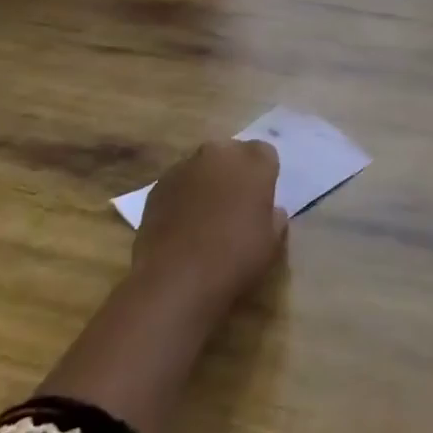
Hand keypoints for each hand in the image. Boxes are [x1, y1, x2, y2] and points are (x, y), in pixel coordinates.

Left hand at [134, 139, 288, 312]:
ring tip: (206, 216)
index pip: (265, 153)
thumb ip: (275, 218)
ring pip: (202, 167)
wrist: (176, 279)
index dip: (265, 174)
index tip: (262, 198)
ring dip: (207, 182)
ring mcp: (184, 167)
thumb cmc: (235, 258)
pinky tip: (183, 225)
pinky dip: (183, 196)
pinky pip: (178, 184)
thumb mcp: (273, 244)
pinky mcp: (157, 186)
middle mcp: (219, 154)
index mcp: (253, 162)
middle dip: (235, 172)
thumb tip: (271, 211)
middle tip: (236, 204)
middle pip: (231, 153)